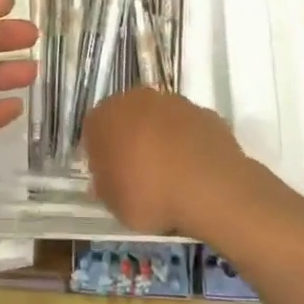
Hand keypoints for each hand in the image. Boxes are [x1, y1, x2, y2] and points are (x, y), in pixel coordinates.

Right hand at [83, 87, 260, 240]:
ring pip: (159, 119)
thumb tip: (107, 179)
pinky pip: (188, 128)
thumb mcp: (114, 204)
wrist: (210, 188)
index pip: (94, 130)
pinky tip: (195, 170)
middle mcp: (136, 99)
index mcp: (105, 117)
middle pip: (127, 118)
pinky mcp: (204, 112)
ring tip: (172, 175)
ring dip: (161, 139)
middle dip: (131, 140)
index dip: (101, 154)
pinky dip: (189, 143)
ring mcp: (174, 102)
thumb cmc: (150, 195)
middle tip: (139, 174)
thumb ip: (105, 186)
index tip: (110, 177)